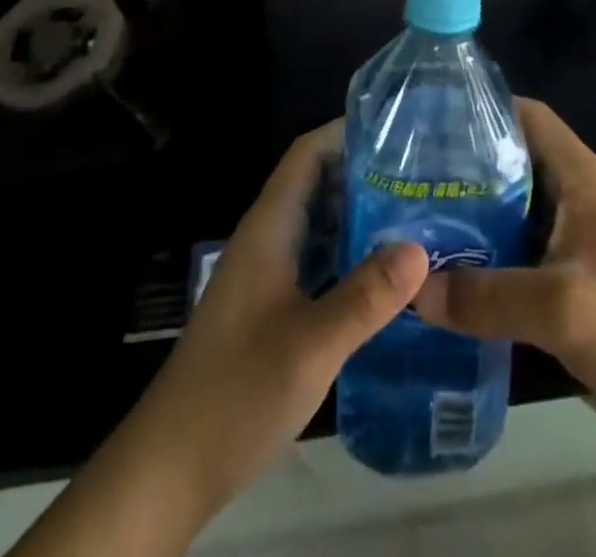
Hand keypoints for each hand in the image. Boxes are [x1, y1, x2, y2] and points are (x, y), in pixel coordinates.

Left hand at [123, 121, 429, 519]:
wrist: (170, 469)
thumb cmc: (236, 392)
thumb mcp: (311, 344)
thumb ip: (366, 296)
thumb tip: (421, 247)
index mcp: (269, 228)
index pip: (308, 154)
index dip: (347, 131)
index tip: (399, 126)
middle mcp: (268, 240)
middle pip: (319, 184)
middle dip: (367, 171)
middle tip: (425, 171)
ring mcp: (269, 275)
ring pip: (321, 225)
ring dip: (363, 213)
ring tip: (420, 211)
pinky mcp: (274, 308)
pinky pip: (320, 261)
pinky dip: (353, 254)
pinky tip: (390, 272)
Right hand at [413, 98, 595, 447]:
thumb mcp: (560, 309)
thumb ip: (486, 296)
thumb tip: (413, 290)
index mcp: (582, 180)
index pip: (529, 117)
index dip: (484, 109)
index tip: (432, 120)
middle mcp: (575, 199)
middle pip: (513, 162)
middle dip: (464, 167)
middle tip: (408, 180)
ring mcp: (573, 241)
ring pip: (511, 210)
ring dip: (470, 216)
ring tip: (415, 223)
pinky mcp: (568, 280)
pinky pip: (516, 253)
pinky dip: (484, 255)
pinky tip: (446, 274)